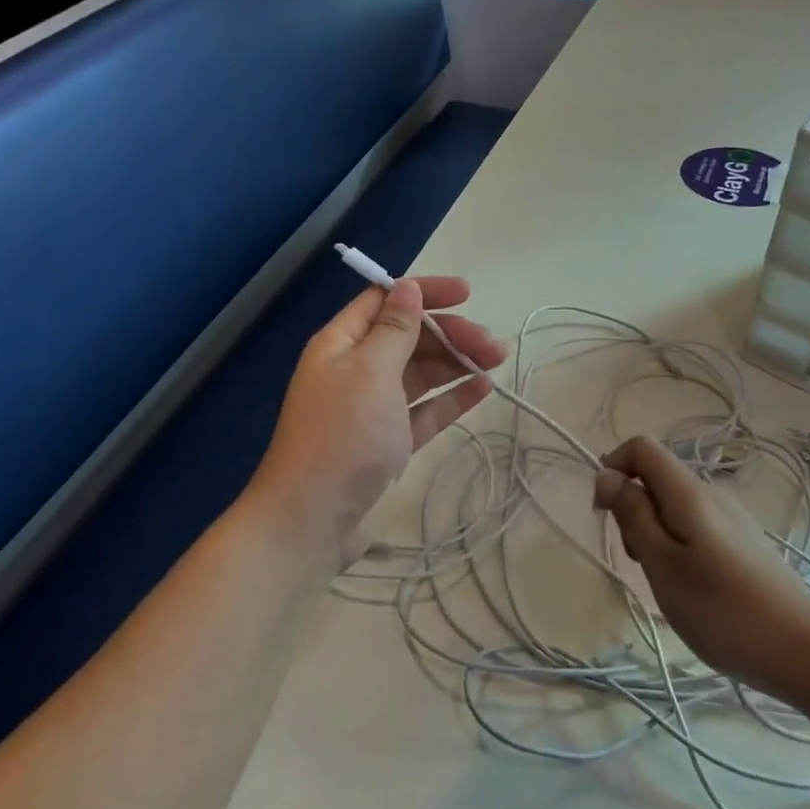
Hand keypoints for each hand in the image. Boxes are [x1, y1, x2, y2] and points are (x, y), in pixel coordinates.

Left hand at [252, 276, 506, 553]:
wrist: (313, 520)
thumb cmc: (343, 435)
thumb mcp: (370, 371)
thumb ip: (395, 329)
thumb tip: (407, 287)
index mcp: (341, 344)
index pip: (384, 302)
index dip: (424, 293)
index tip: (467, 294)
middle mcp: (355, 370)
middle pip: (408, 338)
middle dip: (449, 333)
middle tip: (491, 344)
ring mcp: (372, 408)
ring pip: (420, 373)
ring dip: (456, 363)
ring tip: (496, 361)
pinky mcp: (388, 442)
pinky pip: (424, 410)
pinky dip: (450, 398)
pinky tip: (482, 389)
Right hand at [593, 437, 809, 699]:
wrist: (806, 653)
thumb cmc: (722, 609)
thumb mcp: (661, 563)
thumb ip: (632, 514)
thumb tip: (607, 474)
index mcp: (689, 491)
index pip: (641, 447)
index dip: (614, 468)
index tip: (604, 513)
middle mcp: (712, 493)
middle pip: (656, 478)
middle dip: (633, 509)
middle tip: (639, 560)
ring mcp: (732, 518)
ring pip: (674, 506)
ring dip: (654, 532)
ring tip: (665, 581)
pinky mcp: (744, 542)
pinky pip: (696, 526)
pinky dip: (678, 546)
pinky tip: (692, 588)